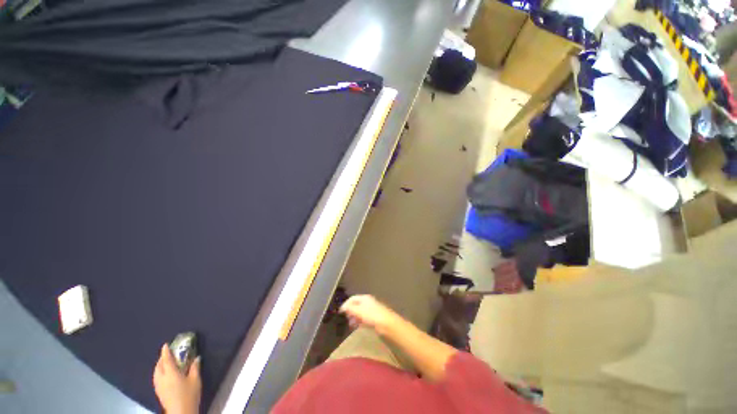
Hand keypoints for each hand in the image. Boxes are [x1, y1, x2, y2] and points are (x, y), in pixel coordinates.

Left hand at [153, 344, 200, 413]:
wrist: (180, 412)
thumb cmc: (189, 394)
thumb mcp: (195, 380)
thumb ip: (195, 368)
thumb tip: (196, 358)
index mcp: (171, 373)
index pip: (166, 360)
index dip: (166, 352)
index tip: (166, 344)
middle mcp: (162, 378)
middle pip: (159, 366)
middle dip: (162, 358)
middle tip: (167, 353)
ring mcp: (159, 386)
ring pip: (156, 372)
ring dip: (159, 366)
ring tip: (164, 363)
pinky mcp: (159, 392)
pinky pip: (156, 378)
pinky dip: (159, 372)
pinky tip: (163, 374)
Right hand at [339, 295, 400, 335]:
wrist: (386, 324)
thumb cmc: (372, 315)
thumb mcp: (359, 311)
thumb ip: (350, 309)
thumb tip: (343, 307)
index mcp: (364, 298)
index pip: (353, 298)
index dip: (346, 304)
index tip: (341, 312)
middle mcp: (368, 302)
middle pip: (356, 305)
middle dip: (350, 311)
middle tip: (346, 318)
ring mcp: (371, 310)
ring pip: (360, 312)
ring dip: (354, 317)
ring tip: (351, 324)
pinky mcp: (374, 318)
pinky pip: (364, 318)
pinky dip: (359, 321)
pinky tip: (357, 326)